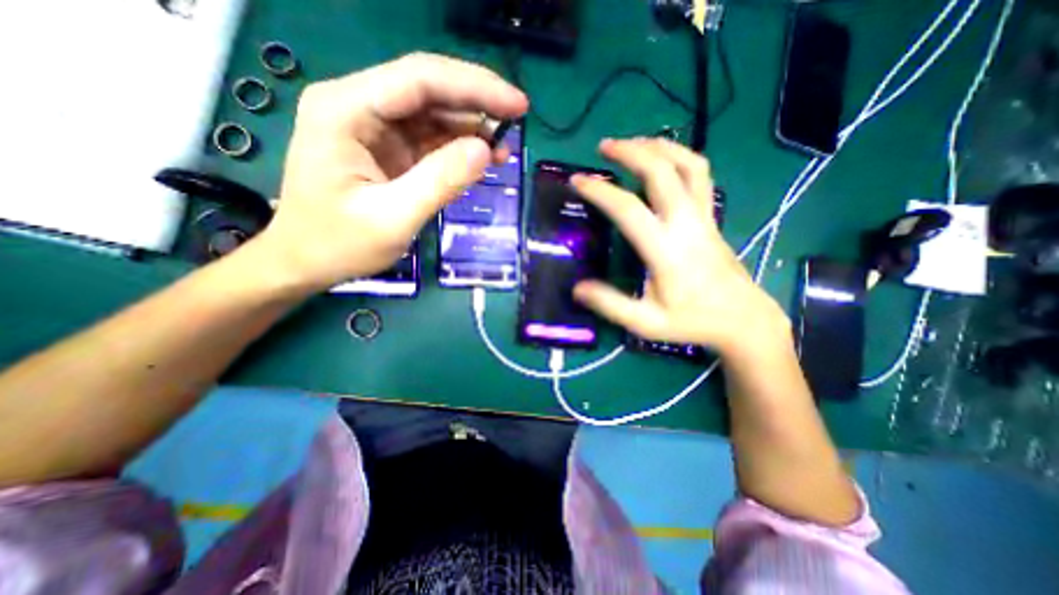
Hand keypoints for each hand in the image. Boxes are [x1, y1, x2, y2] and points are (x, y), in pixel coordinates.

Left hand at [257, 53, 529, 290]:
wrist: (305, 261)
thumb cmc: (338, 244)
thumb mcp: (392, 219)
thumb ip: (439, 182)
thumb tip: (485, 150)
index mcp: (347, 110)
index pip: (420, 80)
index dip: (475, 87)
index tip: (518, 106)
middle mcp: (359, 106)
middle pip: (429, 90)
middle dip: (477, 104)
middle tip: (517, 124)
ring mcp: (374, 127)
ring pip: (433, 114)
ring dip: (471, 129)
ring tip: (503, 152)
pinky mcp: (388, 149)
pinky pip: (430, 139)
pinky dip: (458, 148)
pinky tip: (480, 160)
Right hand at [577, 137, 787, 357]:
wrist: (743, 319)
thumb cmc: (692, 322)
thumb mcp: (646, 323)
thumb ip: (611, 305)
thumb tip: (577, 288)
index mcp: (666, 251)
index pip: (629, 209)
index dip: (600, 191)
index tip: (577, 181)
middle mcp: (686, 224)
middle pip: (662, 172)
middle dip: (631, 152)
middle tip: (604, 146)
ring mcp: (704, 216)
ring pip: (688, 165)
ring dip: (658, 147)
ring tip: (633, 143)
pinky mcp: (712, 217)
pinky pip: (700, 175)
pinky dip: (680, 157)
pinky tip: (663, 159)